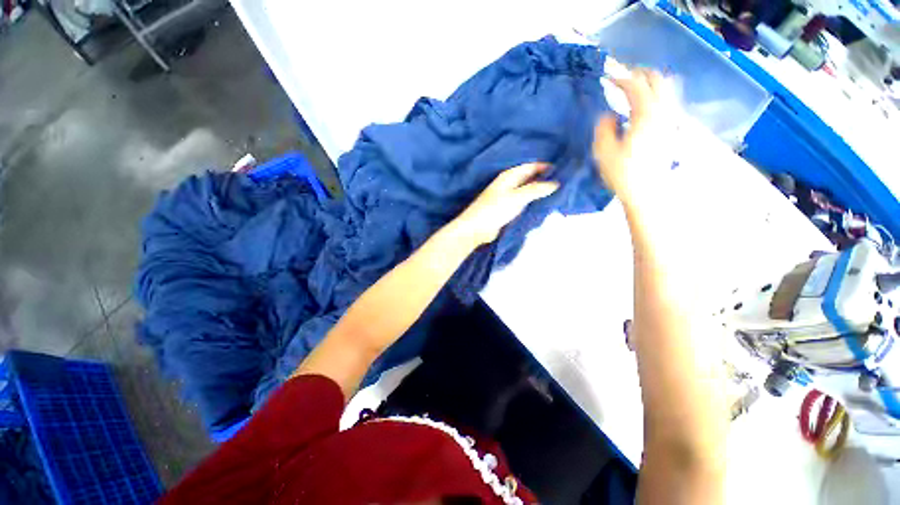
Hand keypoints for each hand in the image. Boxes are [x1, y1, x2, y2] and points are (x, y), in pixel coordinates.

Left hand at [452, 163, 559, 246]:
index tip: (564, 170)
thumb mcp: (516, 197)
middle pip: (531, 178)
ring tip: (559, 194)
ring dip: (540, 192)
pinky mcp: (508, 209)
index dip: (546, 167)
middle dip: (545, 179)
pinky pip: (524, 202)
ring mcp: (508, 197)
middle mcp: (509, 184)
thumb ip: (536, 189)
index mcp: (509, 176)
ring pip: (528, 190)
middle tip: (565, 183)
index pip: (531, 166)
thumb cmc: (494, 209)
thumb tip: (556, 183)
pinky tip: (544, 205)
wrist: (477, 229)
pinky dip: (534, 202)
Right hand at [593, 69, 668, 205]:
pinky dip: (657, 94)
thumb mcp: (604, 151)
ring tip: (634, 86)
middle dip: (640, 73)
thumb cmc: (623, 173)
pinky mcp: (672, 129)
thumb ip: (604, 128)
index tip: (607, 78)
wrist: (647, 192)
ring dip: (650, 82)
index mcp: (646, 115)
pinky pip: (668, 101)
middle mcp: (664, 112)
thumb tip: (609, 115)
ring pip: (667, 88)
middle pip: (658, 79)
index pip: (636, 85)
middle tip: (623, 75)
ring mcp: (671, 120)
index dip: (621, 78)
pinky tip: (645, 104)